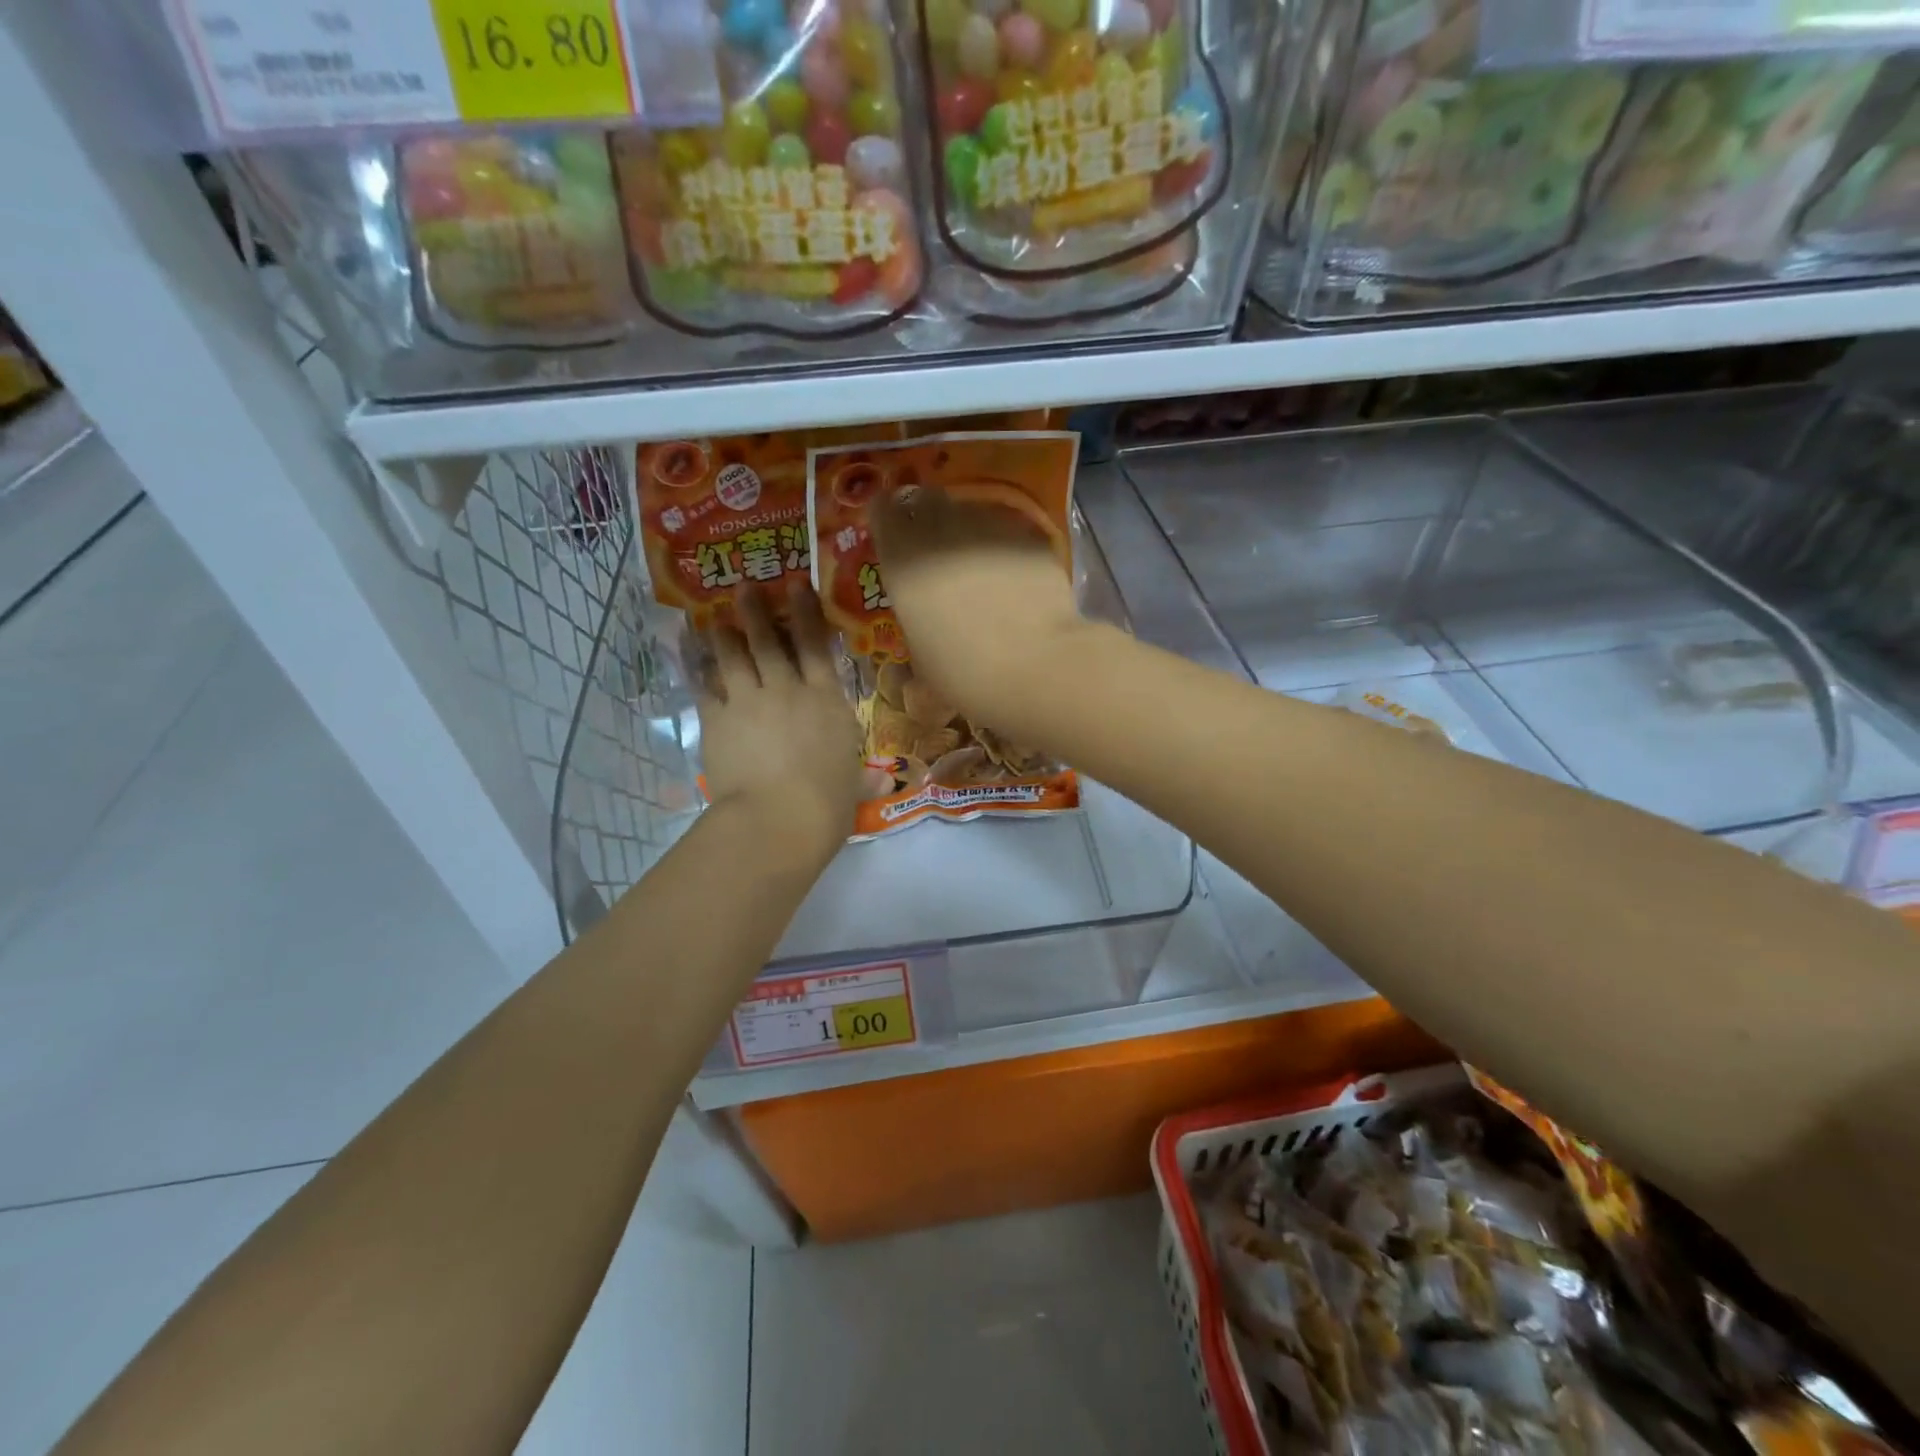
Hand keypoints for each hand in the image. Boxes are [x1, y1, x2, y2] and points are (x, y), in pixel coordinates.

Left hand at [694, 584, 862, 864]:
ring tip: (715, 621)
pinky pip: (705, 688)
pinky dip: (698, 673)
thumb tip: (887, 782)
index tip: (797, 586)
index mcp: (827, 701)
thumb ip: (865, 779)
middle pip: (769, 641)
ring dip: (724, 635)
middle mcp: (787, 690)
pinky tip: (693, 663)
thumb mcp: (853, 787)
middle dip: (756, 612)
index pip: (817, 646)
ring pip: (733, 657)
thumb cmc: (827, 803)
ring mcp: (748, 702)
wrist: (778, 818)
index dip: (807, 613)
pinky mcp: (717, 720)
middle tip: (744, 588)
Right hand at [871, 486, 1090, 724]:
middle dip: (925, 517)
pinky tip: (1013, 575)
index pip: (883, 510)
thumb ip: (916, 620)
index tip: (893, 534)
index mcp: (903, 558)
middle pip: (925, 500)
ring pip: (969, 512)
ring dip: (966, 531)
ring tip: (977, 564)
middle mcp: (942, 529)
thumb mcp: (921, 656)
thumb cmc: (965, 674)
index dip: (888, 519)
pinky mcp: (1030, 535)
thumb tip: (923, 618)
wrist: (1037, 667)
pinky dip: (1004, 546)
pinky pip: (1007, 530)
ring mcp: (990, 526)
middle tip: (933, 547)